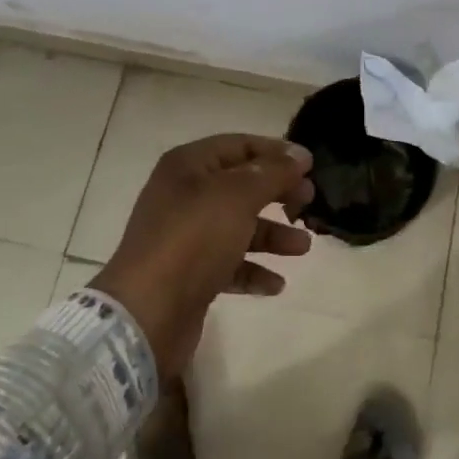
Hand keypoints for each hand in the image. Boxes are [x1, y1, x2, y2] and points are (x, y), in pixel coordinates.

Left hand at [93, 134, 314, 377]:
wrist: (147, 313)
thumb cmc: (193, 239)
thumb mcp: (238, 196)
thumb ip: (272, 173)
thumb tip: (299, 155)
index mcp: (189, 166)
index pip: (239, 145)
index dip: (276, 152)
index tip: (311, 166)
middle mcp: (184, 195)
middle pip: (241, 185)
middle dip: (278, 193)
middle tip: (309, 202)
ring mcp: (185, 236)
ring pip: (238, 226)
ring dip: (272, 234)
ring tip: (303, 248)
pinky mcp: (189, 274)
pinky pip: (229, 264)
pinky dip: (253, 269)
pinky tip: (276, 284)